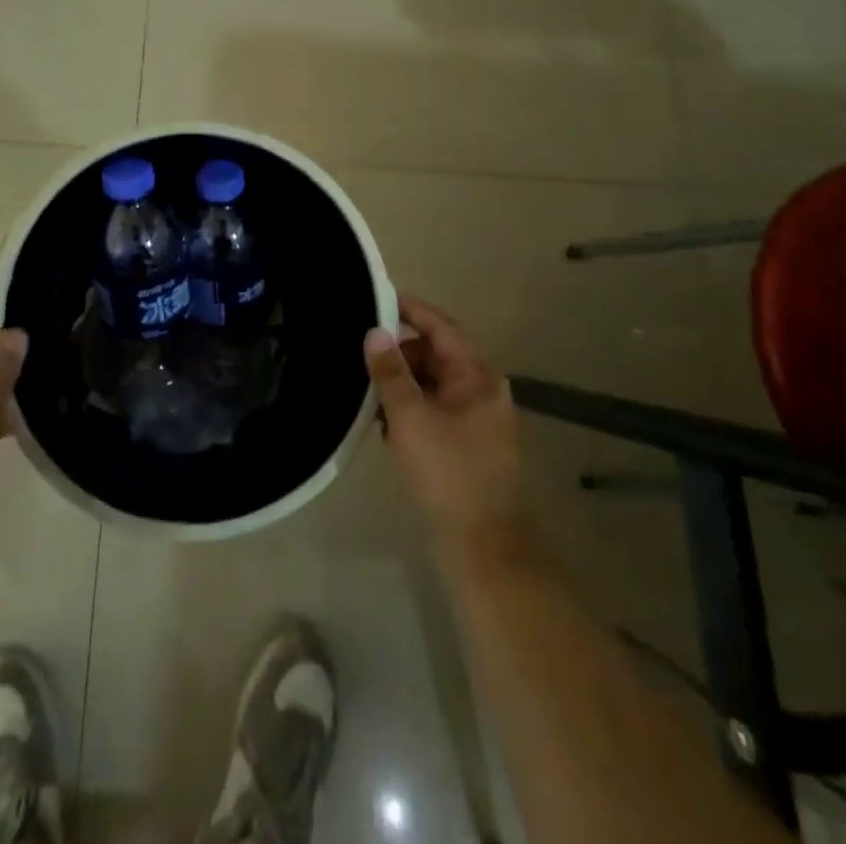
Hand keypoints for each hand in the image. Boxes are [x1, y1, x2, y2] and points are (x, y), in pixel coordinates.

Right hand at [366, 296, 540, 576]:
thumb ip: (390, 372)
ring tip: (366, 394)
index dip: (410, 309)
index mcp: (477, 377)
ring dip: (401, 385)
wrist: (485, 548)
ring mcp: (476, 421)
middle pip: (435, 355)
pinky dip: (409, 410)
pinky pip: (432, 411)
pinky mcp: (465, 446)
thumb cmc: (449, 473)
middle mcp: (481, 391)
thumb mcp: (411, 417)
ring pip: (431, 385)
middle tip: (360, 357)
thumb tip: (374, 332)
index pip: (441, 327)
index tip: (376, 297)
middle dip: (398, 354)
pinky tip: (383, 425)